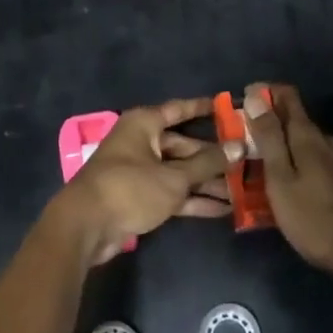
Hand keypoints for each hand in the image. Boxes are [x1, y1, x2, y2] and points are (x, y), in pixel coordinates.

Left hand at [53, 99, 230, 264]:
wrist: (87, 226)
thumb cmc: (130, 188)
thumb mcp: (173, 177)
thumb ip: (207, 164)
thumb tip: (238, 147)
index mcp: (144, 124)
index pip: (179, 109)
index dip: (203, 108)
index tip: (227, 106)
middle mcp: (142, 142)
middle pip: (183, 145)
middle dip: (212, 157)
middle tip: (245, 162)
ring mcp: (140, 171)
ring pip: (179, 172)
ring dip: (207, 182)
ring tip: (241, 190)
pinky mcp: (140, 198)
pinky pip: (172, 193)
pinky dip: (193, 200)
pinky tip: (222, 209)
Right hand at [233, 84, 332, 274]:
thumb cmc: (315, 217)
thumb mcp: (281, 179)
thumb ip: (269, 137)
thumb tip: (255, 96)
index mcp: (307, 135)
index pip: (286, 95)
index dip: (262, 93)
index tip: (240, 104)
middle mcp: (324, 140)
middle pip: (293, 118)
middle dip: (266, 122)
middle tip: (241, 141)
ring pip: (303, 142)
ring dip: (280, 145)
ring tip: (257, 165)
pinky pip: (312, 160)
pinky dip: (294, 162)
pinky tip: (286, 184)